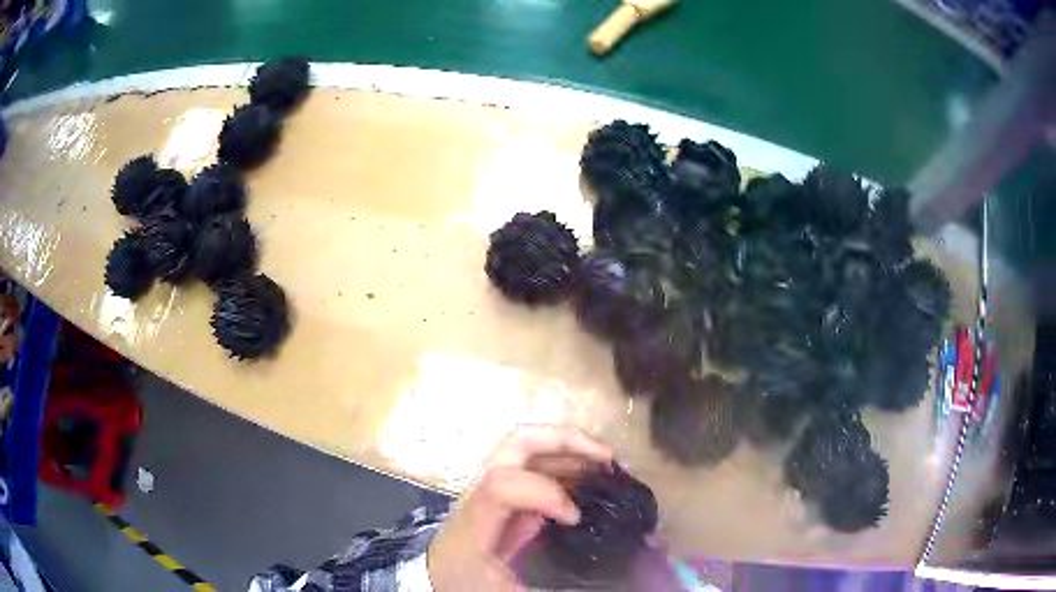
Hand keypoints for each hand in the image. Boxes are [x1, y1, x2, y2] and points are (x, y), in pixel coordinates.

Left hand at [427, 425, 612, 590]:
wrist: (437, 578)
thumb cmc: (466, 585)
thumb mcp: (503, 591)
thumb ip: (548, 585)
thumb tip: (604, 582)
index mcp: (472, 524)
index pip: (501, 485)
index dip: (547, 493)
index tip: (574, 518)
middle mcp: (477, 494)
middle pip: (516, 443)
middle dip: (567, 441)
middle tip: (607, 458)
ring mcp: (488, 487)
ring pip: (527, 446)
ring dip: (570, 448)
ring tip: (607, 465)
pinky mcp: (500, 492)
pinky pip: (533, 464)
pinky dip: (565, 462)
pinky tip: (589, 478)